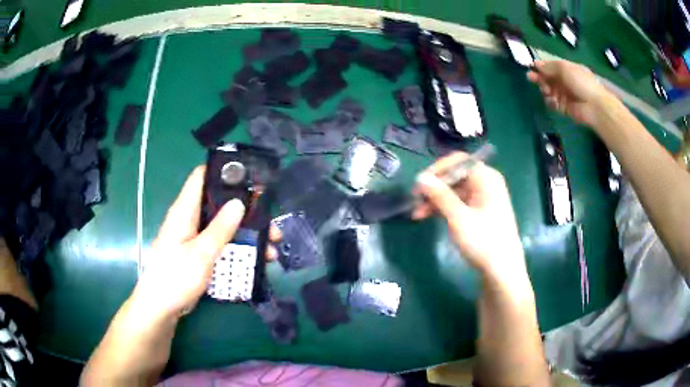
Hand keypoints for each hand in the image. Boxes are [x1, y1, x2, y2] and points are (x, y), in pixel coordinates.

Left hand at [130, 166, 280, 321]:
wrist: (161, 307)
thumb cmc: (175, 278)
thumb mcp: (200, 254)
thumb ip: (220, 229)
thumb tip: (239, 202)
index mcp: (185, 211)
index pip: (202, 177)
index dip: (224, 171)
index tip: (251, 178)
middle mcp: (190, 219)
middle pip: (220, 203)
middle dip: (247, 210)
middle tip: (271, 222)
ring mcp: (195, 237)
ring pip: (224, 225)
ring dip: (247, 233)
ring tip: (271, 246)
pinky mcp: (199, 252)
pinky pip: (222, 243)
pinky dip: (239, 247)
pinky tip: (258, 259)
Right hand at [413, 153, 525, 278]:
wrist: (502, 270)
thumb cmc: (484, 241)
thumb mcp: (458, 218)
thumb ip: (440, 195)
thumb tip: (421, 177)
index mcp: (486, 178)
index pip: (458, 161)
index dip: (438, 169)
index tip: (420, 183)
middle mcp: (486, 183)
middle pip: (455, 176)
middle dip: (434, 187)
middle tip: (415, 200)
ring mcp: (484, 198)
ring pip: (455, 191)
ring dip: (436, 200)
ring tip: (417, 213)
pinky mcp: (480, 211)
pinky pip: (459, 202)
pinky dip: (444, 208)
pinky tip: (429, 216)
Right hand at [528, 60, 614, 127]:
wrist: (594, 106)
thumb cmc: (581, 82)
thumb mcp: (564, 68)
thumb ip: (549, 66)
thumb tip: (536, 64)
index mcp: (567, 70)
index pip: (551, 67)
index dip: (541, 67)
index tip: (531, 67)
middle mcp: (565, 81)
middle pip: (548, 78)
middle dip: (540, 78)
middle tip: (531, 78)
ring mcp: (565, 95)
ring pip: (549, 91)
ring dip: (545, 90)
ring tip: (546, 91)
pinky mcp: (565, 108)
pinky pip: (553, 103)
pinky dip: (551, 102)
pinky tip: (552, 101)